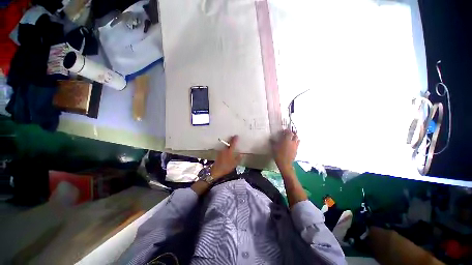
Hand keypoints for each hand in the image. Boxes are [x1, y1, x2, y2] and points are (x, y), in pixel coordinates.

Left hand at [211, 136, 241, 177]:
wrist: (216, 170)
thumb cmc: (226, 167)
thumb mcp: (234, 164)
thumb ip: (238, 158)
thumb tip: (241, 154)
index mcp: (229, 151)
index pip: (233, 143)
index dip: (235, 139)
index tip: (236, 135)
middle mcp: (225, 149)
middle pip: (228, 142)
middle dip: (231, 139)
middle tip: (234, 137)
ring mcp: (221, 151)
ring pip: (225, 145)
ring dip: (228, 142)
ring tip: (231, 142)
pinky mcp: (218, 153)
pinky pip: (223, 148)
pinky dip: (226, 146)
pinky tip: (227, 148)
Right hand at [272, 129, 299, 174]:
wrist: (285, 164)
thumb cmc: (278, 155)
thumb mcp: (274, 148)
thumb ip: (273, 142)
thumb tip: (271, 138)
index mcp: (287, 140)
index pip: (289, 132)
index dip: (286, 130)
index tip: (283, 131)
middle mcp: (292, 142)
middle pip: (295, 135)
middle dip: (292, 133)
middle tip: (288, 134)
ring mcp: (295, 146)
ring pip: (297, 139)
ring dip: (295, 138)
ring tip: (291, 139)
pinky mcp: (296, 151)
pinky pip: (297, 145)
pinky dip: (295, 143)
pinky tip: (291, 145)